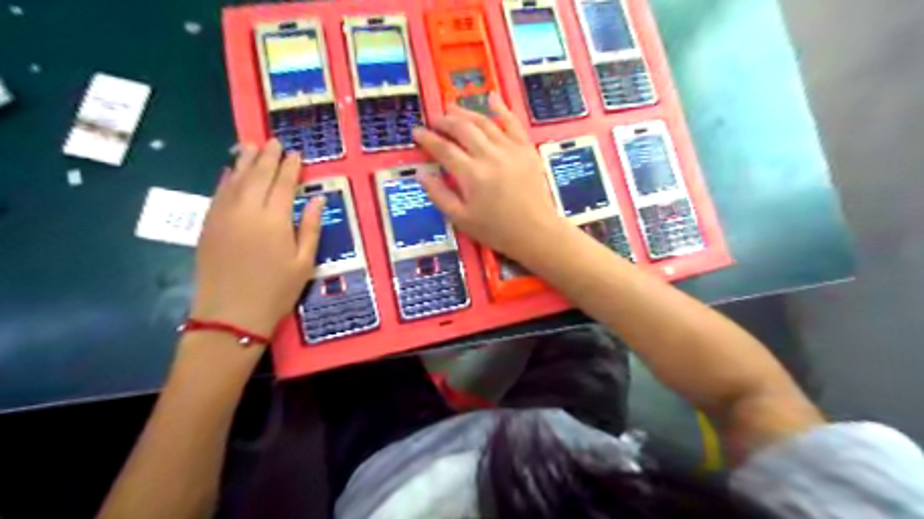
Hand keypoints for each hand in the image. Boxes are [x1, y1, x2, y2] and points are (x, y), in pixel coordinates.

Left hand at [191, 141, 323, 338]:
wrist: (231, 314)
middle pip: (258, 176)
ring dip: (243, 161)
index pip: (283, 185)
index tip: (295, 153)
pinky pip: (217, 194)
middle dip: (267, 157)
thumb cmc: (276, 290)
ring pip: (234, 180)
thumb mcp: (304, 262)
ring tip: (250, 145)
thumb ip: (310, 227)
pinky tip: (229, 171)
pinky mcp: (208, 225)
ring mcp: (224, 216)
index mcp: (274, 220)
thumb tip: (317, 199)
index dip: (290, 167)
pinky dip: (225, 179)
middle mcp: (247, 211)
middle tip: (274, 141)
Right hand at [413, 93, 563, 261]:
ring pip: (484, 122)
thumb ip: (439, 195)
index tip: (416, 132)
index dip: (427, 138)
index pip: (443, 149)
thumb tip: (421, 173)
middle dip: (445, 121)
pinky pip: (512, 123)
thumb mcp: (461, 219)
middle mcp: (489, 155)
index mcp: (471, 174)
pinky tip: (491, 97)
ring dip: (466, 112)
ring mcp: (510, 149)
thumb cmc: (496, 230)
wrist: (536, 232)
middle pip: (462, 129)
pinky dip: (501, 109)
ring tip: (452, 107)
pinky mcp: (526, 149)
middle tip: (434, 119)